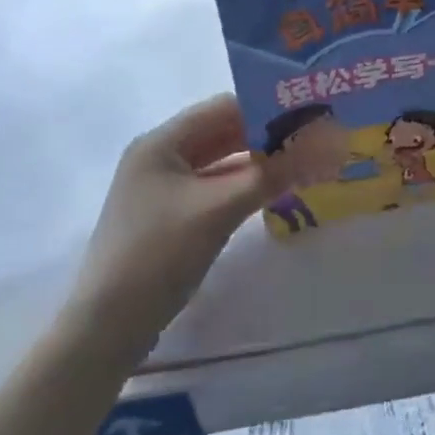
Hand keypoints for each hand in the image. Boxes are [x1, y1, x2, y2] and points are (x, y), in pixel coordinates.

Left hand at [66, 95, 333, 360]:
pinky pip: (214, 188)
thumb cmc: (158, 254)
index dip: (267, 106)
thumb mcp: (220, 208)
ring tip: (305, 161)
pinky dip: (243, 186)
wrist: (106, 328)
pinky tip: (275, 191)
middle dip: (266, 135)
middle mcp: (160, 156)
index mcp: (161, 142)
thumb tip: (329, 144)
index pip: (223, 107)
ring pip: (220, 163)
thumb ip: (274, 173)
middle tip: (316, 137)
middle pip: (222, 133)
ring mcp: (163, 189)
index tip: (310, 112)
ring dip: (258, 162)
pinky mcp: (170, 217)